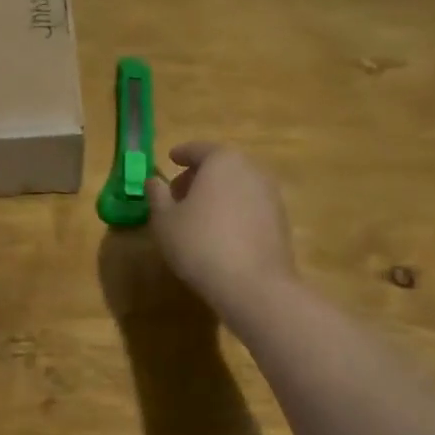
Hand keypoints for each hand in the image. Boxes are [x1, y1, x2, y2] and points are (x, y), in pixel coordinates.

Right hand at [148, 141, 296, 315]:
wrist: (254, 286)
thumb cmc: (200, 244)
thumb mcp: (165, 220)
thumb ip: (157, 195)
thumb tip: (153, 181)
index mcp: (222, 160)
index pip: (198, 149)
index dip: (181, 154)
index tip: (171, 159)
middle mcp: (251, 170)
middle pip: (221, 165)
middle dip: (198, 176)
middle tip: (178, 193)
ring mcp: (270, 195)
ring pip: (237, 185)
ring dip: (217, 194)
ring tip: (197, 216)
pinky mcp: (280, 220)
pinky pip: (250, 205)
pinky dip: (233, 210)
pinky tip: (220, 232)